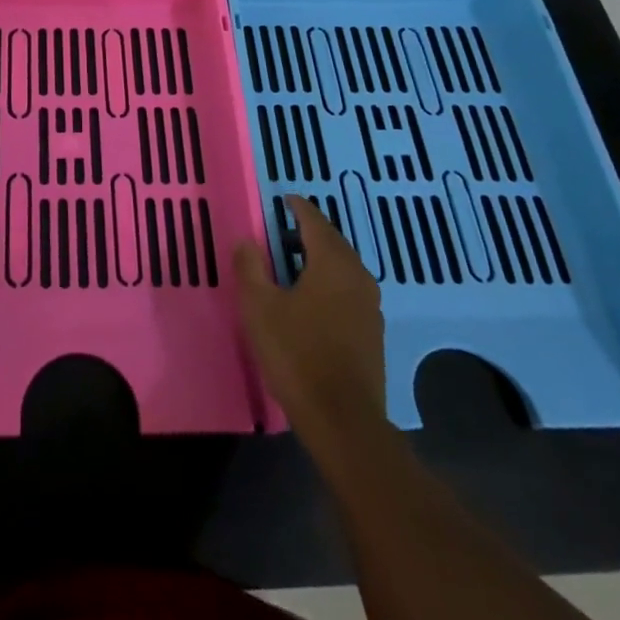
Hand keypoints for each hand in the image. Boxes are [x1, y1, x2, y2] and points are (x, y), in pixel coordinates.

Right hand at [233, 194, 388, 449]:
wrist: (342, 420)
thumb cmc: (297, 354)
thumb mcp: (260, 307)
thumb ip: (251, 267)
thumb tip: (246, 240)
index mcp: (332, 263)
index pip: (315, 221)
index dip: (298, 207)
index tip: (284, 199)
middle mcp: (357, 276)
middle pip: (333, 242)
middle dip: (310, 231)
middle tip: (283, 229)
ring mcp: (370, 306)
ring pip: (344, 267)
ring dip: (320, 258)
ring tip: (293, 262)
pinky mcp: (372, 332)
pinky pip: (349, 289)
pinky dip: (330, 281)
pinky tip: (312, 297)